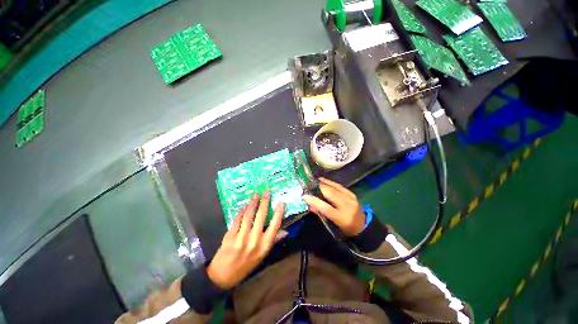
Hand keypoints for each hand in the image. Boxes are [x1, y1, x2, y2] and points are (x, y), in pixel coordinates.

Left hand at [207, 192, 284, 288]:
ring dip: (252, 203)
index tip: (281, 202)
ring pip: (248, 216)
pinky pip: (237, 220)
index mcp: (264, 246)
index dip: (279, 213)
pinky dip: (241, 211)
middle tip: (266, 192)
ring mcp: (241, 238)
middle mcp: (254, 241)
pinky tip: (244, 206)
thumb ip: (273, 241)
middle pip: (261, 216)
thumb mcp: (262, 255)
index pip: (275, 225)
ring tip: (255, 195)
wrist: (223, 276)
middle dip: (264, 202)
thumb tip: (285, 231)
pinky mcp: (229, 236)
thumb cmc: (246, 265)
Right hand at [303, 177, 364, 236]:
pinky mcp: (352, 194)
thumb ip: (321, 214)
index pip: (326, 208)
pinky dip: (330, 182)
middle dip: (319, 188)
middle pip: (331, 194)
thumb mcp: (333, 225)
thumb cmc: (346, 229)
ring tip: (314, 181)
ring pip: (335, 188)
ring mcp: (351, 198)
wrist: (363, 226)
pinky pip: (339, 186)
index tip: (305, 196)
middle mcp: (347, 206)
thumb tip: (309, 205)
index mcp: (342, 218)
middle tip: (309, 185)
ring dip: (323, 183)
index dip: (315, 201)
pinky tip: (323, 180)